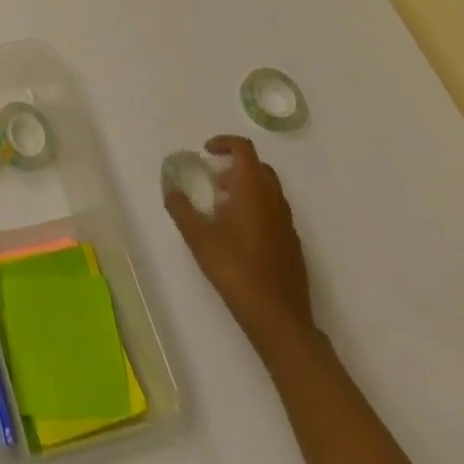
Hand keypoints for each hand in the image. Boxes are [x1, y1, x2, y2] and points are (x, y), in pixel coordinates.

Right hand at [164, 134, 314, 348]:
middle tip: (214, 180)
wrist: (280, 320)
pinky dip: (257, 209)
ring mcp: (288, 224)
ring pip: (269, 191)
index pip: (244, 149)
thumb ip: (180, 208)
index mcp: (253, 191)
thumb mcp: (198, 237)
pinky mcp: (293, 246)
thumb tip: (170, 187)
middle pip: (259, 167)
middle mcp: (274, 201)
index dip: (224, 143)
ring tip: (223, 208)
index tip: (206, 152)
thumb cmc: (236, 270)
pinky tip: (241, 236)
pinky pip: (275, 213)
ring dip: (247, 188)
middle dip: (236, 166)